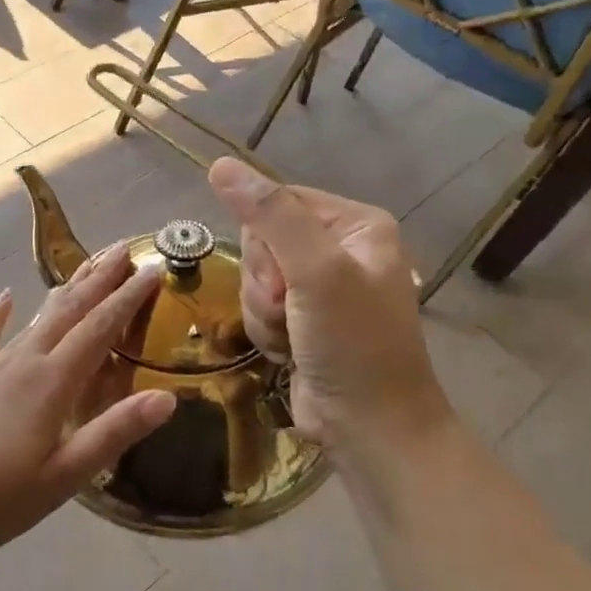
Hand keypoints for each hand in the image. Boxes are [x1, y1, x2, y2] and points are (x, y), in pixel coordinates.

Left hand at [0, 247, 176, 564]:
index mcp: (52, 384)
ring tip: (83, 270)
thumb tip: (167, 397)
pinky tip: (3, 299)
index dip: (128, 298)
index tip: (152, 268)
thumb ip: (113, 433)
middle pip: (67, 312)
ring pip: (33, 320)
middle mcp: (22, 363)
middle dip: (98, 280)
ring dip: (62, 293)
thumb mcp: (64, 477)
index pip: (100, 330)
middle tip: (123, 249)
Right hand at [208, 157, 448, 451]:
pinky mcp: (302, 319)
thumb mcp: (315, 271)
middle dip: (264, 282)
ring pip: (254, 278)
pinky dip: (265, 330)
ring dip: (261, 311)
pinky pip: (258, 307)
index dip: (264, 240)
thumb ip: (270, 215)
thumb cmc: (353, 343)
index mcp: (355, 224)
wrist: (369, 426)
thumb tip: (220, 164)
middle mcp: (338, 249)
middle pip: (261, 241)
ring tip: (290, 336)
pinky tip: (287, 351)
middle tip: (288, 309)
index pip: (277, 202)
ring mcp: (320, 287)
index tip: (282, 277)